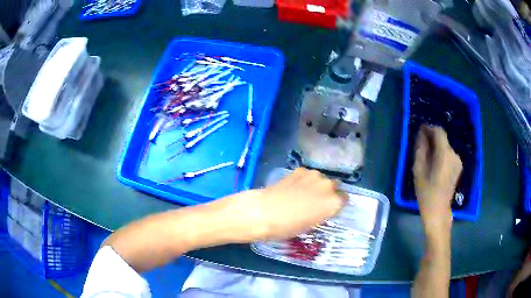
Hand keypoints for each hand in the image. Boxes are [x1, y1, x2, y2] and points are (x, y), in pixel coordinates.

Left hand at [223, 168, 347, 241]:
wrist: (264, 211)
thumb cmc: (287, 227)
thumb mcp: (310, 225)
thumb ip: (322, 213)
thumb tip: (321, 208)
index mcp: (334, 202)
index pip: (344, 199)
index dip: (336, 204)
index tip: (328, 209)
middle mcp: (328, 186)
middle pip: (334, 186)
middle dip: (328, 193)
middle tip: (316, 202)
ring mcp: (314, 175)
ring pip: (321, 179)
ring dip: (316, 185)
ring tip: (302, 194)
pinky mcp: (300, 169)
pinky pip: (308, 175)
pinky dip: (304, 180)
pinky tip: (292, 188)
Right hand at [413, 125, 461, 228]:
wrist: (438, 212)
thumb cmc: (426, 193)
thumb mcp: (419, 171)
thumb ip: (421, 150)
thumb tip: (421, 135)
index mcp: (444, 155)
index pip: (439, 132)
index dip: (429, 129)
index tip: (420, 131)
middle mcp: (454, 154)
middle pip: (442, 139)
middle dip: (432, 139)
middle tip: (421, 147)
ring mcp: (457, 161)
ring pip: (445, 146)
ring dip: (436, 147)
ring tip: (427, 158)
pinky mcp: (458, 167)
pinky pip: (448, 154)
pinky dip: (441, 154)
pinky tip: (435, 165)